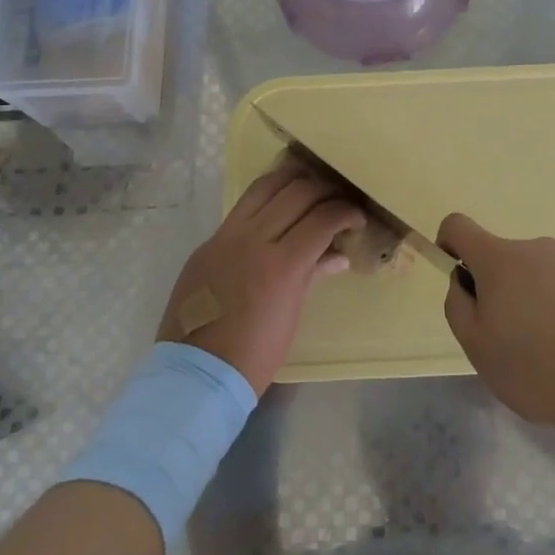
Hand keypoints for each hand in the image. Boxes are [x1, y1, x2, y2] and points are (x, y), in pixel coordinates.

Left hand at [158, 160, 364, 394]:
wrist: (196, 373)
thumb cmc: (254, 354)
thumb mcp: (292, 315)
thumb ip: (313, 274)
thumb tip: (338, 254)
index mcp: (281, 264)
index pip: (322, 219)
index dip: (345, 213)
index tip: (357, 218)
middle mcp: (253, 239)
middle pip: (296, 192)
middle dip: (324, 190)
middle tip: (337, 200)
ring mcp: (225, 236)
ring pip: (264, 187)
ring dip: (292, 181)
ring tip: (308, 187)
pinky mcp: (208, 242)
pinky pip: (241, 208)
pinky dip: (265, 199)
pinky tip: (276, 208)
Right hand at [440, 214, 554, 434]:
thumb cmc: (539, 366)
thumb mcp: (478, 347)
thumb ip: (457, 306)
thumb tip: (463, 282)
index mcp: (499, 259)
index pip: (458, 226)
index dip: (447, 245)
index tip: (458, 281)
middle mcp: (533, 248)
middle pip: (497, 259)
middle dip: (493, 292)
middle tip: (505, 341)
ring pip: (529, 277)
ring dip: (525, 304)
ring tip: (542, 354)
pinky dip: (553, 312)